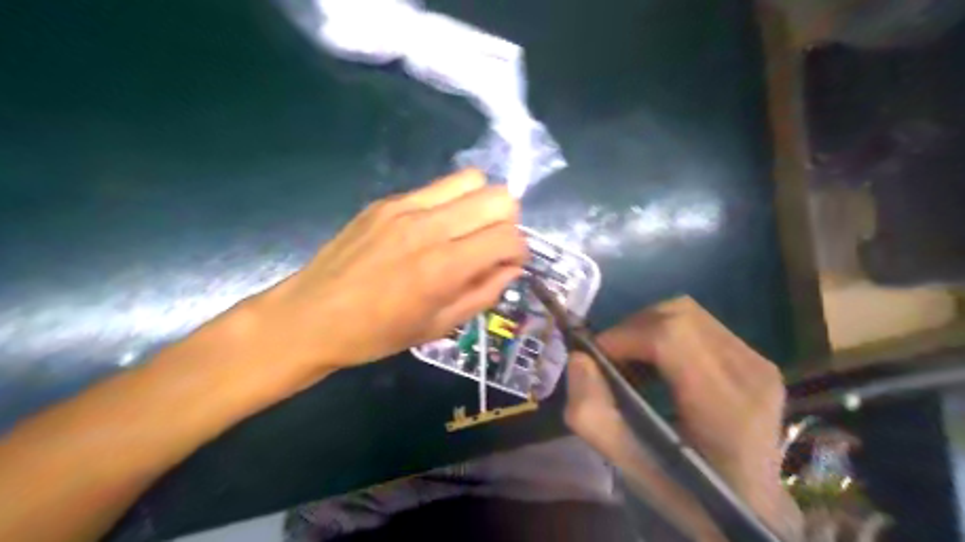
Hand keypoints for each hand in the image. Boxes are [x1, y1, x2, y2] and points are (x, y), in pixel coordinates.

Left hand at [252, 168, 523, 376]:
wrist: (310, 317)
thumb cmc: (377, 334)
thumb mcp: (439, 327)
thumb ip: (484, 293)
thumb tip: (510, 267)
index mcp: (444, 267)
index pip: (509, 236)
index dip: (519, 251)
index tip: (508, 264)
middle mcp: (429, 227)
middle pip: (499, 197)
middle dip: (507, 222)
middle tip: (491, 245)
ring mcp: (405, 207)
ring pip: (472, 180)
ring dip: (481, 204)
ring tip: (467, 230)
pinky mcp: (386, 201)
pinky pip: (436, 188)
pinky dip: (449, 204)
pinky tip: (433, 228)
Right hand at [567, 299, 799, 540]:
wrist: (753, 509)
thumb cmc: (690, 495)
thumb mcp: (630, 469)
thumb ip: (594, 416)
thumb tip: (579, 359)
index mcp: (724, 407)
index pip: (671, 336)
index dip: (625, 335)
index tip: (597, 356)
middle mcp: (750, 374)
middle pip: (678, 314)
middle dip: (632, 328)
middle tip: (612, 358)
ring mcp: (760, 363)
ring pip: (688, 313)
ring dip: (648, 328)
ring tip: (634, 360)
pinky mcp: (757, 360)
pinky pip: (701, 324)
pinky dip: (668, 333)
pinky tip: (660, 364)